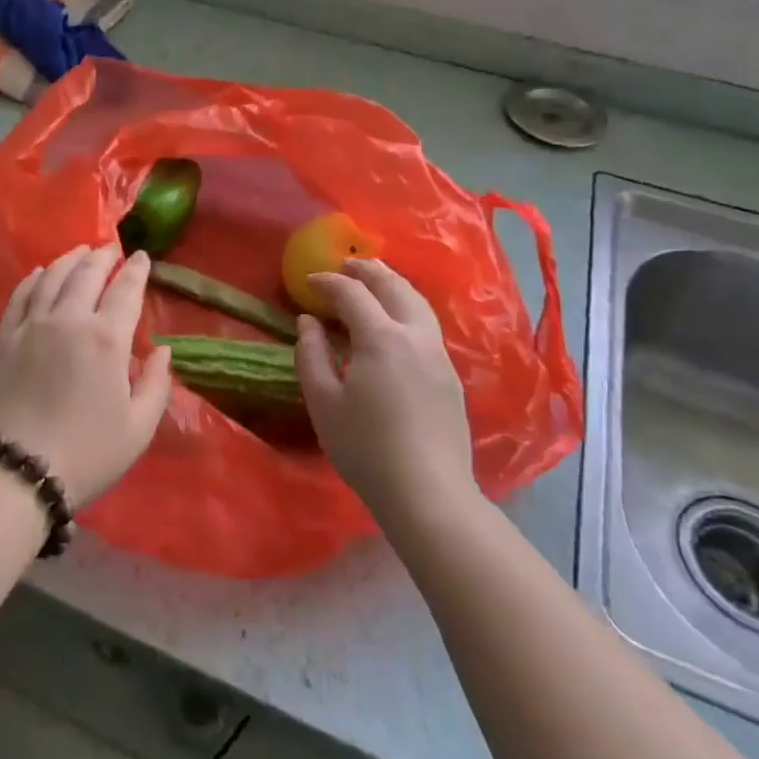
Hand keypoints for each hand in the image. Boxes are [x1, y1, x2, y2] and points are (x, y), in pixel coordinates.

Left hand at [0, 244, 172, 505]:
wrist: (15, 470)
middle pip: (86, 273)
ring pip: (52, 277)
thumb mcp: (138, 428)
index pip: (125, 290)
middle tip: (111, 248)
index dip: (136, 270)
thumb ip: (156, 384)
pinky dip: (33, 278)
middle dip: (102, 256)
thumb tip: (162, 350)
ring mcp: (31, 325)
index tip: (142, 257)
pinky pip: (20, 295)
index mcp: (106, 339)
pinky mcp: (5, 338)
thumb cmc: (86, 454)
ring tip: (80, 251)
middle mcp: (68, 319)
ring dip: (69, 259)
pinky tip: (40, 272)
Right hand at [295, 257, 476, 516]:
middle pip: (394, 287)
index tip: (308, 282)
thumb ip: (311, 354)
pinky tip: (396, 320)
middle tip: (346, 265)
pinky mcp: (450, 376)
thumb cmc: (365, 447)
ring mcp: (439, 355)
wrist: (428, 493)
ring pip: (418, 303)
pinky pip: (427, 324)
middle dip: (368, 271)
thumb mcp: (323, 401)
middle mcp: (416, 336)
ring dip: (393, 284)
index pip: (352, 294)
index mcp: (381, 338)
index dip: (328, 283)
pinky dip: (407, 306)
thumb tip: (308, 321)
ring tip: (374, 280)